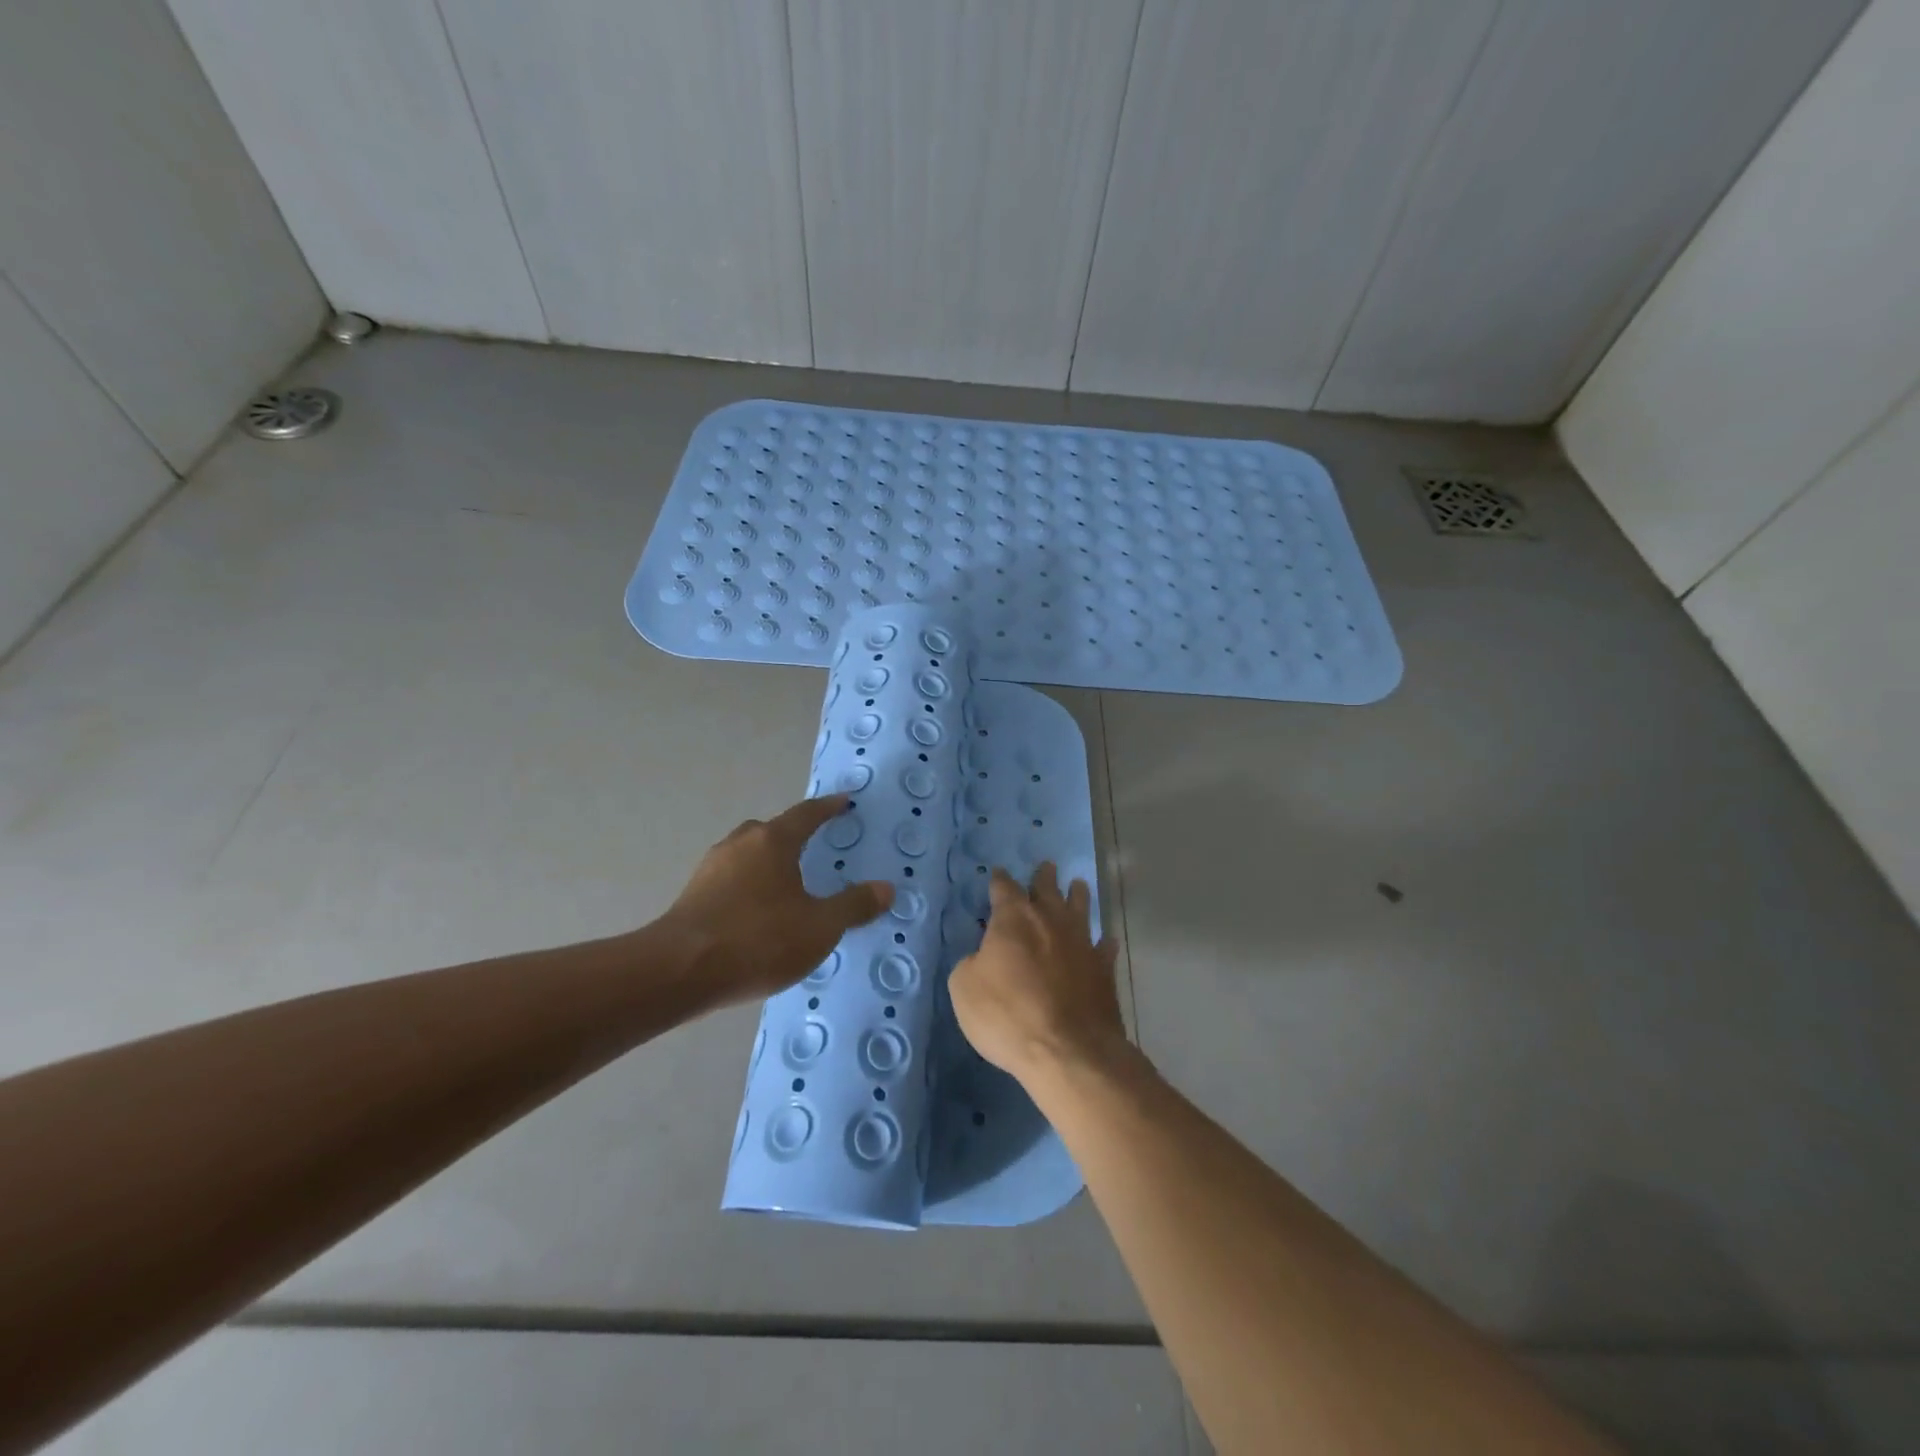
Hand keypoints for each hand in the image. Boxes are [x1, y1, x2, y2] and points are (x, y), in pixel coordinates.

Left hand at [663, 795, 892, 1005]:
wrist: (679, 971)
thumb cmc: (758, 940)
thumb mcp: (819, 927)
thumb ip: (854, 906)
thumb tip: (886, 888)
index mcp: (773, 841)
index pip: (806, 814)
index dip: (828, 808)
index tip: (843, 801)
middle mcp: (740, 844)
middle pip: (772, 830)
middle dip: (794, 835)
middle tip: (814, 846)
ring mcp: (711, 869)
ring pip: (748, 854)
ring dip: (768, 862)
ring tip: (787, 884)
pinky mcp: (693, 895)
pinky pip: (731, 879)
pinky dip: (749, 885)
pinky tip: (757, 913)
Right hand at [949, 862, 1125, 1085]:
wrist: (1067, 1050)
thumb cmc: (1007, 1015)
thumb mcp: (964, 988)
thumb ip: (972, 963)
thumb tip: (983, 958)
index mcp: (1014, 919)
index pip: (1004, 888)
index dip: (999, 880)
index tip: (998, 873)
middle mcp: (1051, 920)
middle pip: (1048, 889)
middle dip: (1044, 877)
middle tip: (1047, 867)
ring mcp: (1082, 943)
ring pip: (1081, 908)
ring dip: (1077, 896)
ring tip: (1078, 885)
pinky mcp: (1103, 969)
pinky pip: (1104, 948)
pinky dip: (1103, 943)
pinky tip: (1106, 941)